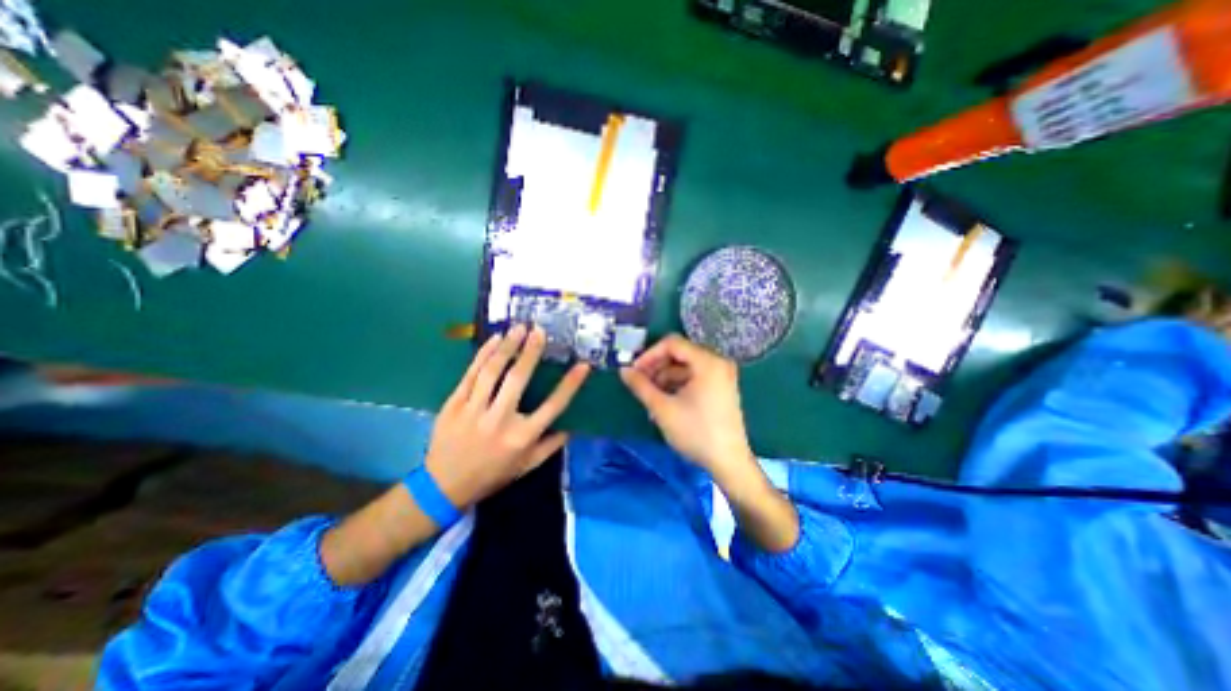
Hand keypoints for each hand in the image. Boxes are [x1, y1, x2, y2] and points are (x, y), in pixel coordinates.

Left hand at [430, 325, 590, 507]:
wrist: (443, 486)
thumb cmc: (492, 475)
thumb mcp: (527, 467)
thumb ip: (551, 446)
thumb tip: (572, 426)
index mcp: (522, 437)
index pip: (553, 406)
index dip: (570, 385)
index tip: (583, 365)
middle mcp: (500, 420)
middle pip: (518, 380)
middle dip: (530, 352)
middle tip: (539, 331)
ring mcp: (474, 410)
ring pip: (492, 371)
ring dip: (507, 347)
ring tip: (518, 328)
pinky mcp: (454, 404)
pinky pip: (471, 374)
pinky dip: (483, 354)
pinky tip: (494, 340)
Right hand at [627, 332, 797, 553]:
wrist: (728, 462)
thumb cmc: (696, 433)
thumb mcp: (663, 409)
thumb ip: (641, 386)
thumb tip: (623, 370)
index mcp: (707, 362)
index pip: (672, 344)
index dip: (649, 355)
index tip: (634, 371)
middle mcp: (717, 362)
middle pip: (678, 354)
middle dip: (655, 368)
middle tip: (639, 385)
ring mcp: (720, 375)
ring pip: (684, 367)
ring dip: (664, 379)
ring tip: (649, 399)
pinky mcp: (719, 388)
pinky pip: (693, 378)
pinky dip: (676, 386)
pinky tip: (663, 403)